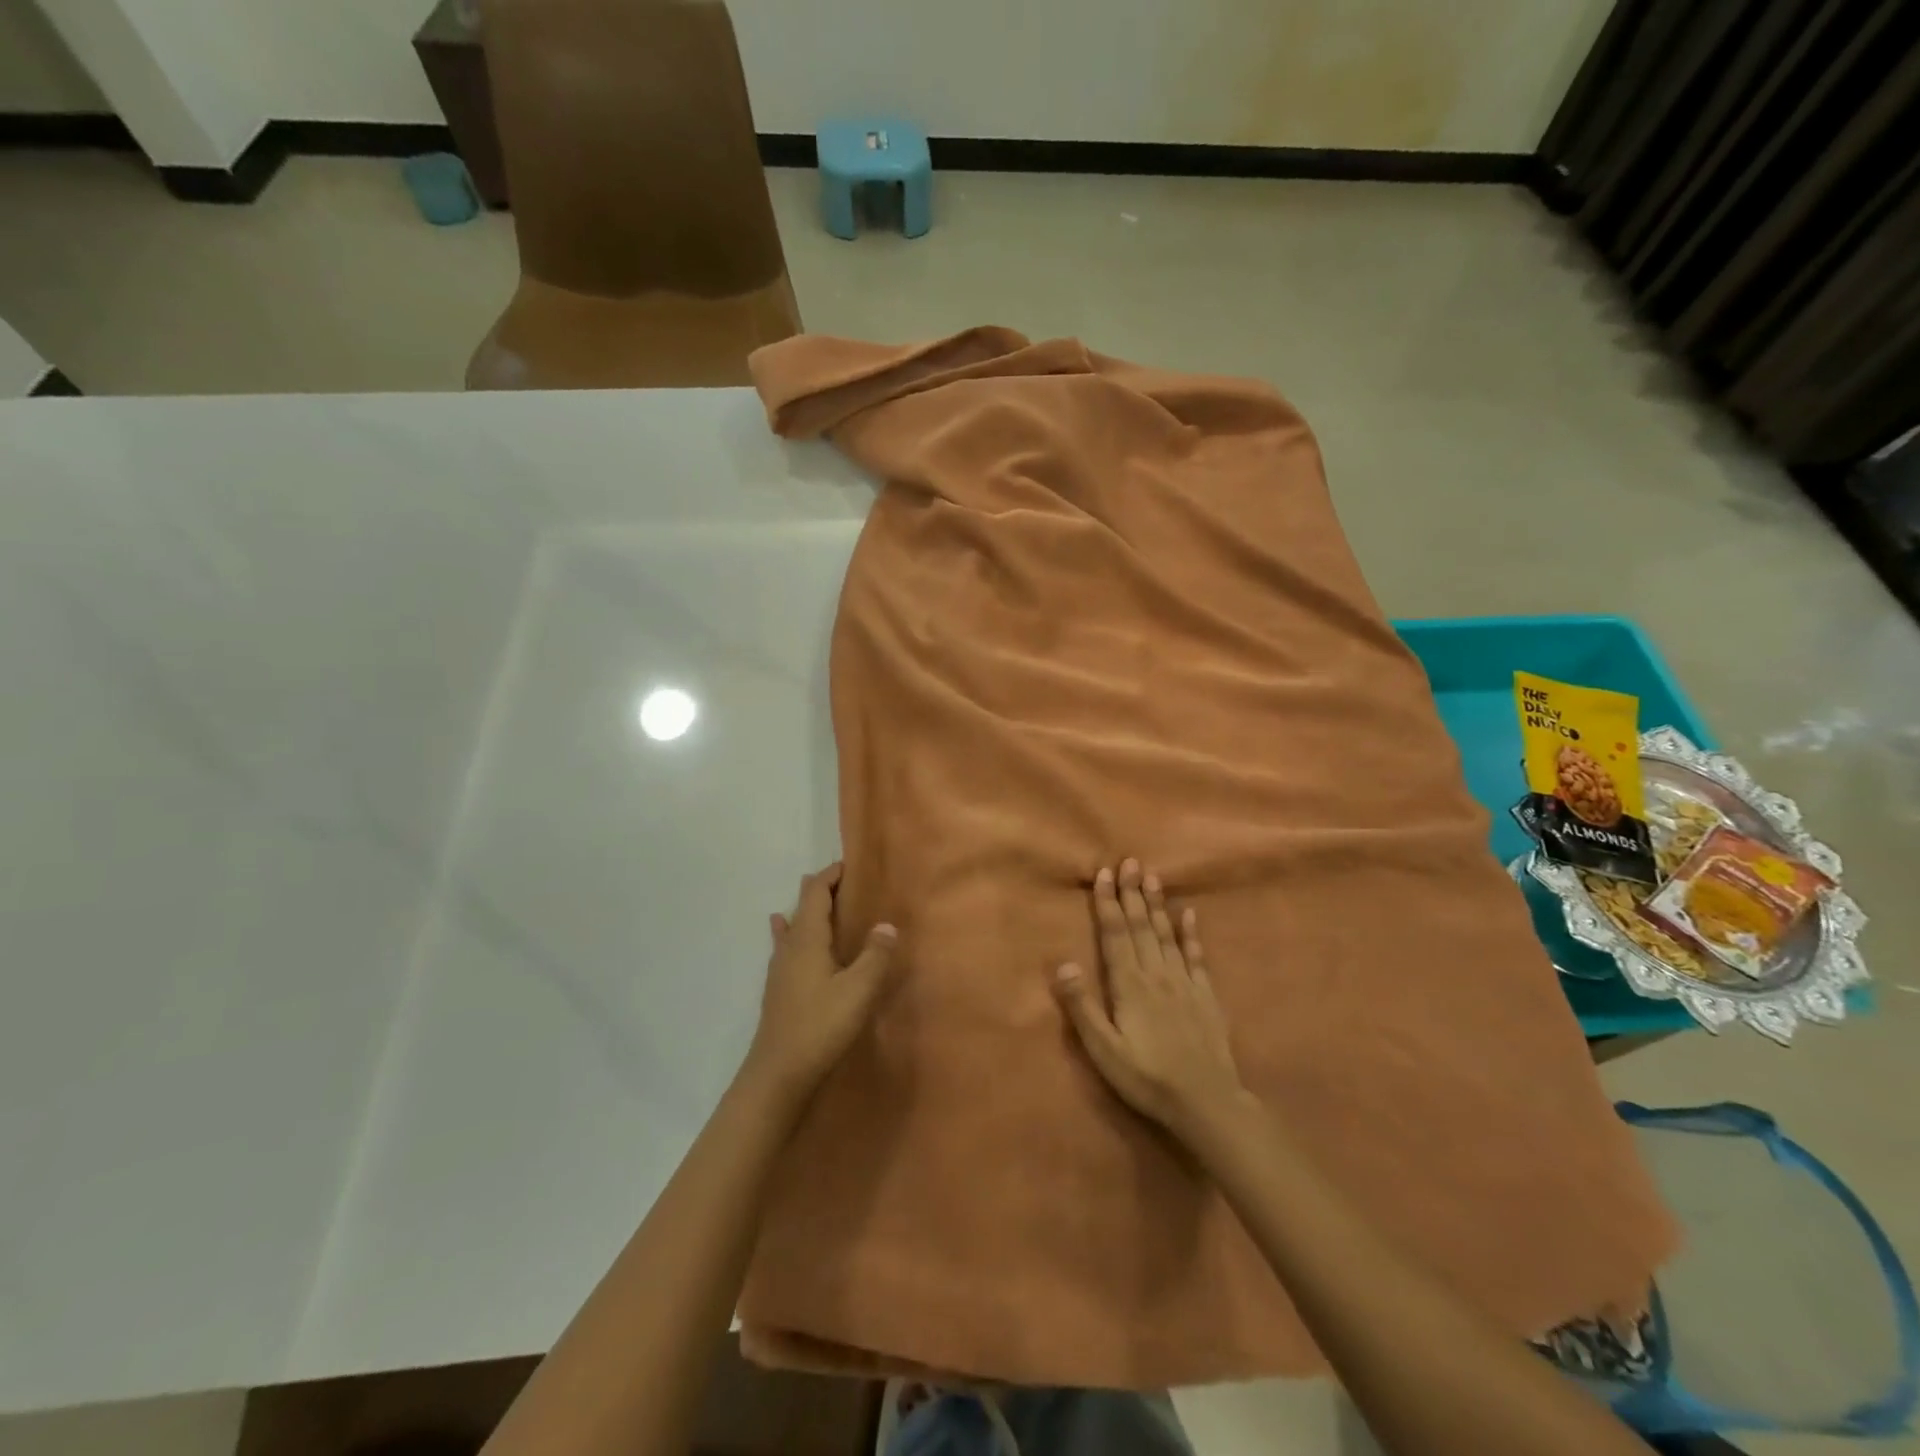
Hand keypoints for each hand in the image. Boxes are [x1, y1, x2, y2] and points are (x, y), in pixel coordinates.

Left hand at [743, 863, 897, 1103]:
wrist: (778, 1073)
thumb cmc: (821, 1026)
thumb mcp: (858, 990)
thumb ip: (875, 956)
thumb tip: (888, 925)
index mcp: (807, 940)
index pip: (816, 894)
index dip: (830, 876)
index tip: (848, 865)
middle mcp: (790, 947)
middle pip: (802, 907)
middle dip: (820, 891)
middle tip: (842, 882)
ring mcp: (780, 969)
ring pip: (792, 927)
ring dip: (807, 912)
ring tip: (814, 901)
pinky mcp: (778, 989)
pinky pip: (786, 947)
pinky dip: (790, 933)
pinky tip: (782, 938)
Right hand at [1054, 859, 1246, 1144]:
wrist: (1207, 1103)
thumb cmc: (1147, 1078)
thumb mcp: (1104, 1050)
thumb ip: (1083, 1007)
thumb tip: (1062, 963)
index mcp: (1129, 985)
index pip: (1115, 935)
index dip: (1108, 903)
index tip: (1104, 873)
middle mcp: (1157, 975)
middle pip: (1142, 926)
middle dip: (1132, 893)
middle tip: (1129, 860)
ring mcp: (1184, 983)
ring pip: (1167, 934)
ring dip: (1158, 904)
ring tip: (1152, 876)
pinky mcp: (1206, 996)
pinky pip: (1197, 957)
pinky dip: (1192, 934)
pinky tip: (1190, 915)